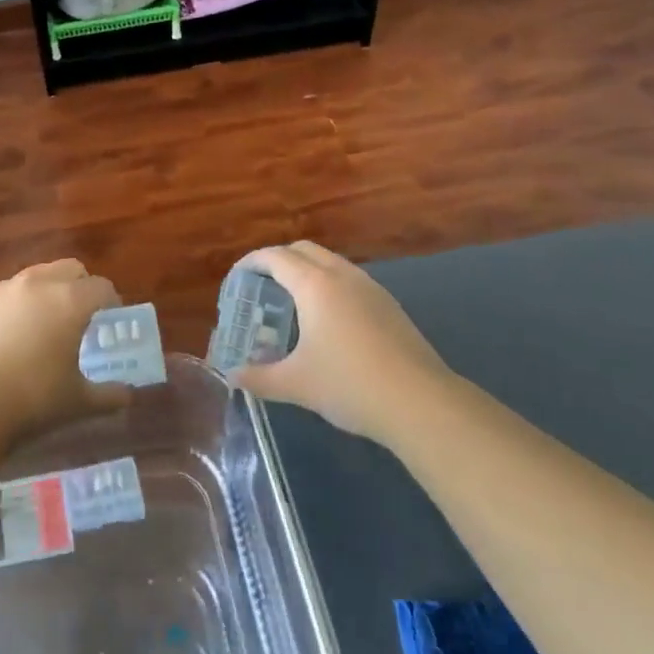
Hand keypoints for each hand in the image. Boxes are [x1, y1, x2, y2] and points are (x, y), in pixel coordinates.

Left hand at [0, 259, 131, 444]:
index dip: (112, 303)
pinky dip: (18, 305)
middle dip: (81, 287)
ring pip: (36, 276)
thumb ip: (109, 396)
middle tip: (82, 317)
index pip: (102, 287)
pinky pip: (7, 293)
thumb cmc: (33, 400)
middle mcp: (39, 284)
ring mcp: (4, 290)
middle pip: (70, 269)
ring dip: (48, 291)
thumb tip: (127, 396)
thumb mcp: (79, 402)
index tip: (112, 321)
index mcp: (71, 301)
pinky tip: (12, 336)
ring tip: (46, 324)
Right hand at [229, 242, 453, 442]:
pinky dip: (329, 285)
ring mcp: (370, 288)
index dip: (252, 262)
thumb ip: (258, 377)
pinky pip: (349, 280)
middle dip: (278, 260)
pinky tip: (327, 320)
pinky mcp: (389, 305)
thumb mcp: (296, 384)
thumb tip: (232, 377)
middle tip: (261, 285)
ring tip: (292, 301)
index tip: (237, 276)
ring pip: (331, 263)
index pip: (275, 257)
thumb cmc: (349, 385)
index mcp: (314, 285)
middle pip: (303, 250)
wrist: (420, 403)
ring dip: (307, 271)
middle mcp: (342, 275)